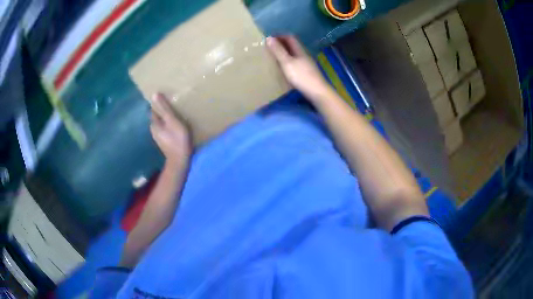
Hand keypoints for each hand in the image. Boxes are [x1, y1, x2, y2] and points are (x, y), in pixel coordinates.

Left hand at [149, 93, 191, 165]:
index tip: (166, 96)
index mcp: (154, 124)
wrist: (180, 160)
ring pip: (162, 123)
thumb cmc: (177, 139)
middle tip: (173, 103)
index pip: (153, 109)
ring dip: (167, 118)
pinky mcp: (165, 142)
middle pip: (157, 116)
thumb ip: (164, 108)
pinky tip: (177, 125)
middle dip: (163, 110)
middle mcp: (154, 130)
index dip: (158, 103)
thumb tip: (154, 94)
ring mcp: (159, 137)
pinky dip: (170, 125)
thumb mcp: (172, 121)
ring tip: (176, 113)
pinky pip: (166, 129)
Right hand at [266, 35, 332, 101]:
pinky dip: (288, 60)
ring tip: (274, 55)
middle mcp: (304, 54)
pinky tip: (284, 66)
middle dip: (281, 43)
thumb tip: (269, 38)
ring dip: (285, 52)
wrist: (318, 92)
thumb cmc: (301, 76)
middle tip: (270, 46)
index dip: (280, 35)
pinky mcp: (307, 72)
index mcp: (300, 50)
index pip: (290, 37)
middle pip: (293, 45)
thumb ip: (278, 51)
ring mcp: (307, 63)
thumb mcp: (287, 63)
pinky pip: (296, 61)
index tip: (269, 38)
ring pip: (294, 53)